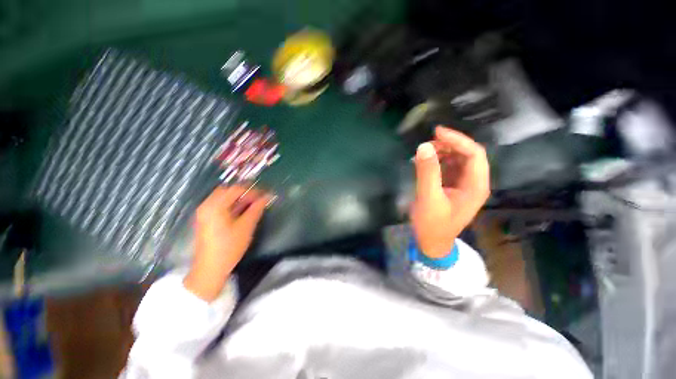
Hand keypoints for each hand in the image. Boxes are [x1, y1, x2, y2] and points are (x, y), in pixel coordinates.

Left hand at [184, 185, 269, 301]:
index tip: (265, 195)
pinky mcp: (206, 219)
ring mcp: (205, 213)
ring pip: (224, 198)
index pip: (236, 189)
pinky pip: (220, 205)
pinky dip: (232, 205)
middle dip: (245, 193)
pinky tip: (242, 211)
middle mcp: (207, 206)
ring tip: (253, 205)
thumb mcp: (246, 226)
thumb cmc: (229, 247)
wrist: (210, 269)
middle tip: (258, 199)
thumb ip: (256, 209)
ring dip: (239, 199)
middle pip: (228, 191)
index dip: (253, 191)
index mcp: (215, 206)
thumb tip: (266, 197)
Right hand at [411, 126, 489, 257]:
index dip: (458, 140)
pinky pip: (448, 167)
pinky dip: (437, 161)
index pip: (474, 154)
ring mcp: (463, 184)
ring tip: (424, 152)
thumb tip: (424, 146)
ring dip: (442, 152)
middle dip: (449, 145)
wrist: (431, 242)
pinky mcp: (452, 186)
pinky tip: (425, 162)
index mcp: (475, 186)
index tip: (437, 132)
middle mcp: (473, 182)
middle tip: (428, 144)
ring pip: (457, 159)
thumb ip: (427, 172)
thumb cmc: (432, 224)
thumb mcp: (428, 198)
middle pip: (467, 154)